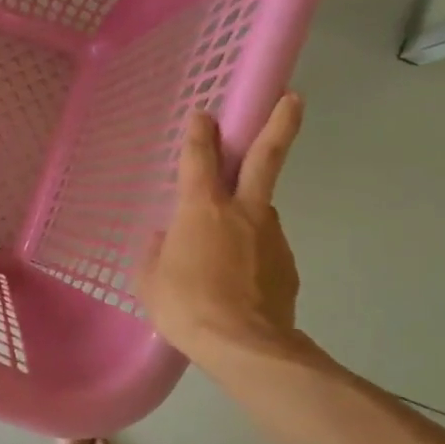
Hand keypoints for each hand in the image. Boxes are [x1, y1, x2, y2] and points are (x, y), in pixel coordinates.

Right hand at [139, 94, 308, 365]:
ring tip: (225, 252)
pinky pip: (265, 248)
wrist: (245, 346)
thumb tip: (166, 239)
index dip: (199, 132)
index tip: (203, 112)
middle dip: (279, 124)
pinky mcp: (288, 264)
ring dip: (248, 215)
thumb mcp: (150, 281)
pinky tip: (239, 280)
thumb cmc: (186, 307)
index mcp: (202, 209)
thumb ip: (156, 253)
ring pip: (261, 211)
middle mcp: (243, 211)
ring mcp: (272, 236)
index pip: (199, 157)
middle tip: (294, 97)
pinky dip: (253, 254)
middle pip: (265, 158)